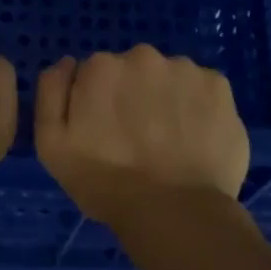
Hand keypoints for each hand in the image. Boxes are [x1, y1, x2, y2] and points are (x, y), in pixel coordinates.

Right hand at [34, 45, 250, 226]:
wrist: (174, 213)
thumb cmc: (105, 184)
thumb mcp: (52, 146)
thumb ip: (51, 93)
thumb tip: (69, 62)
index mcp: (101, 67)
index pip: (96, 74)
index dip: (100, 103)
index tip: (106, 132)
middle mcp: (143, 56)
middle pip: (134, 71)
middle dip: (134, 95)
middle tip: (138, 140)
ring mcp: (185, 69)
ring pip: (170, 78)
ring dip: (167, 99)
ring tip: (171, 143)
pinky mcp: (219, 85)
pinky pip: (202, 90)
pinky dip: (199, 108)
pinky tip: (196, 139)